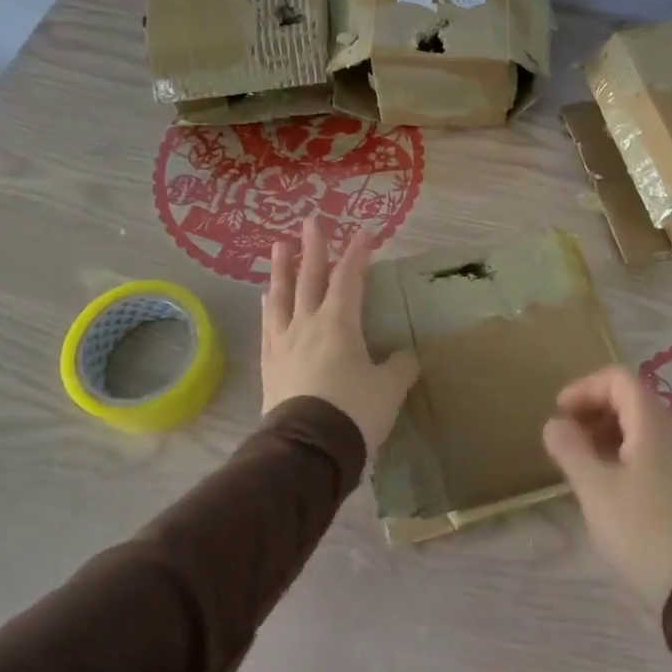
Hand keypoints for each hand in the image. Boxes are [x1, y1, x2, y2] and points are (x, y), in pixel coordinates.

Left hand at [262, 218, 419, 455]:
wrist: (307, 450)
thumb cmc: (354, 412)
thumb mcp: (389, 389)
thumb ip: (400, 366)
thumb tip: (405, 357)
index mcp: (339, 323)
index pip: (350, 278)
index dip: (358, 254)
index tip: (365, 233)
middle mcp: (308, 324)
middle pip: (310, 278)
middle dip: (314, 248)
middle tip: (310, 221)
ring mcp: (284, 343)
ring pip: (282, 296)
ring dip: (282, 269)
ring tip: (280, 247)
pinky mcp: (270, 364)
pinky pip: (268, 326)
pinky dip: (269, 306)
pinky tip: (266, 297)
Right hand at [543, 366, 671, 609]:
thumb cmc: (641, 531)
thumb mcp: (596, 490)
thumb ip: (571, 450)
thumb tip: (554, 423)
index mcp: (652, 426)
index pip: (619, 379)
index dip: (585, 387)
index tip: (560, 413)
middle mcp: (671, 434)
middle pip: (630, 400)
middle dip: (593, 410)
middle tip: (566, 438)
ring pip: (639, 428)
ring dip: (605, 434)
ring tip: (581, 463)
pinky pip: (649, 453)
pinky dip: (621, 454)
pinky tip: (606, 486)